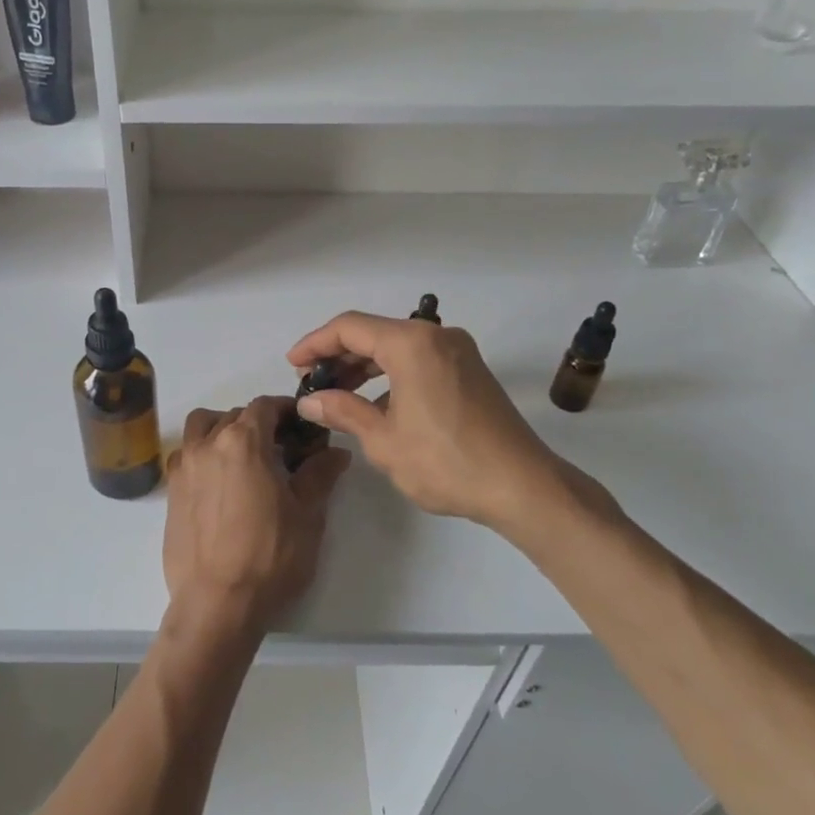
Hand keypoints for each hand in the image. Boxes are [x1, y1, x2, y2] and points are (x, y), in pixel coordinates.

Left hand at [161, 399, 350, 637]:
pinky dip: (204, 454)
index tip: (303, 426)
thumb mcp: (307, 515)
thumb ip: (320, 474)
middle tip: (283, 449)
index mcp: (243, 441)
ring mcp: (184, 467)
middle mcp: (207, 444)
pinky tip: (221, 483)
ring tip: (245, 458)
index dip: (287, 410)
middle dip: (260, 424)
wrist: (217, 604)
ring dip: (224, 430)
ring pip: (202, 428)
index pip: (265, 406)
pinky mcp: (171, 492)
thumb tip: (336, 452)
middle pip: (235, 415)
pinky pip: (187, 455)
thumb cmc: (269, 557)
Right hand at [286, 311, 615, 533]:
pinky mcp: (470, 372)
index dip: (315, 343)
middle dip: (339, 356)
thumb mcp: (383, 439)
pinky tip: (376, 405)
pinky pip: (419, 361)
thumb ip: (342, 411)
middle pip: (374, 333)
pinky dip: (391, 376)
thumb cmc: (445, 462)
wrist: (522, 486)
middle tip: (312, 384)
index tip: (292, 364)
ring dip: (364, 367)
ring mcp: (458, 353)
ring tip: (337, 395)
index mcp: (412, 344)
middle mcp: (437, 336)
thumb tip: (310, 401)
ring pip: (397, 347)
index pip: (349, 328)